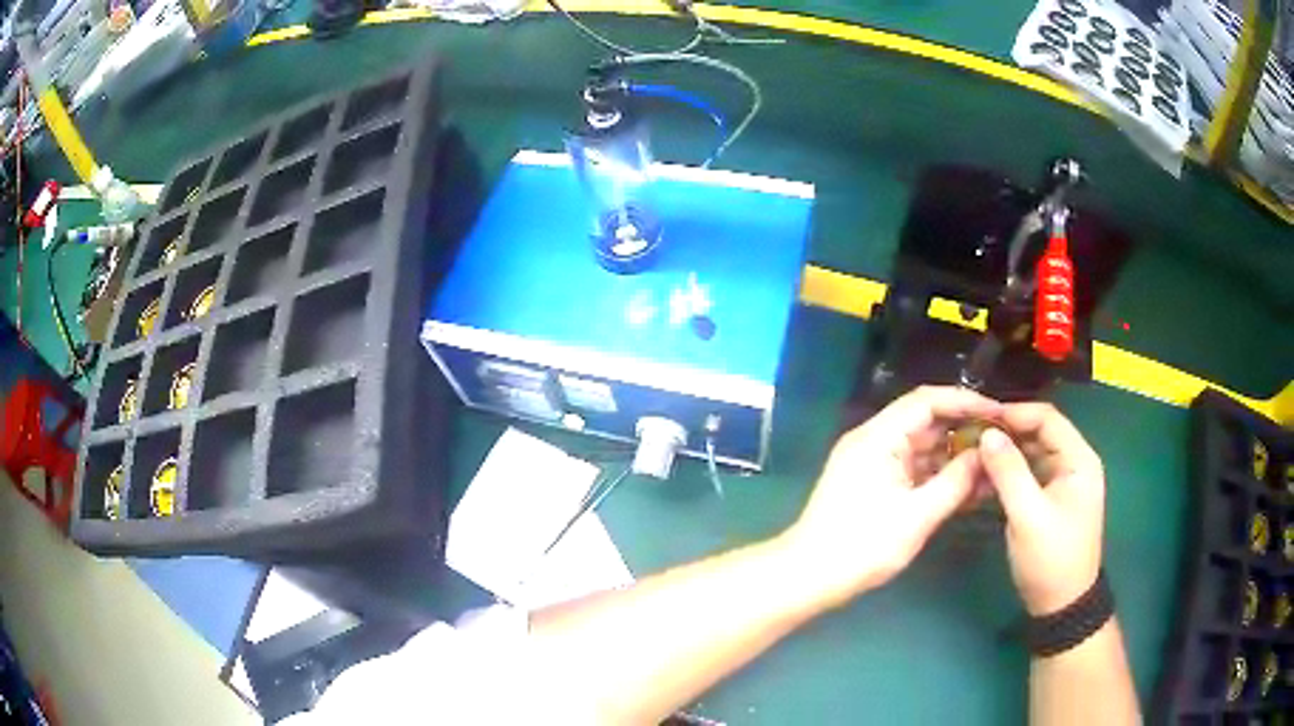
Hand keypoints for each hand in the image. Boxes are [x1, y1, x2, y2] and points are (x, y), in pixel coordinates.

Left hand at [781, 386, 1001, 606]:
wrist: (808, 577)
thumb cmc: (862, 546)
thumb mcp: (917, 516)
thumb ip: (955, 482)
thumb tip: (985, 455)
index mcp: (878, 437)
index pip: (927, 401)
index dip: (965, 402)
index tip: (999, 413)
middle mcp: (874, 441)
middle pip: (926, 421)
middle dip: (964, 429)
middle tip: (1002, 440)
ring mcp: (872, 462)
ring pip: (922, 447)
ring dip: (954, 455)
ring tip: (993, 464)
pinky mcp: (874, 483)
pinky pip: (913, 469)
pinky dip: (938, 474)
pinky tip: (968, 486)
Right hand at [979, 404, 1104, 615]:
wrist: (1061, 605)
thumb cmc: (1050, 559)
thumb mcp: (1028, 516)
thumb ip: (1009, 473)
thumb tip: (986, 434)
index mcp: (1079, 460)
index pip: (1047, 419)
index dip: (1015, 413)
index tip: (980, 418)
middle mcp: (1074, 464)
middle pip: (1039, 433)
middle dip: (1007, 432)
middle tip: (970, 436)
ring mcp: (1062, 483)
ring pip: (1031, 454)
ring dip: (1005, 453)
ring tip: (973, 454)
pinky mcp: (1050, 500)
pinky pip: (1028, 474)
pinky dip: (1008, 473)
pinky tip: (985, 477)